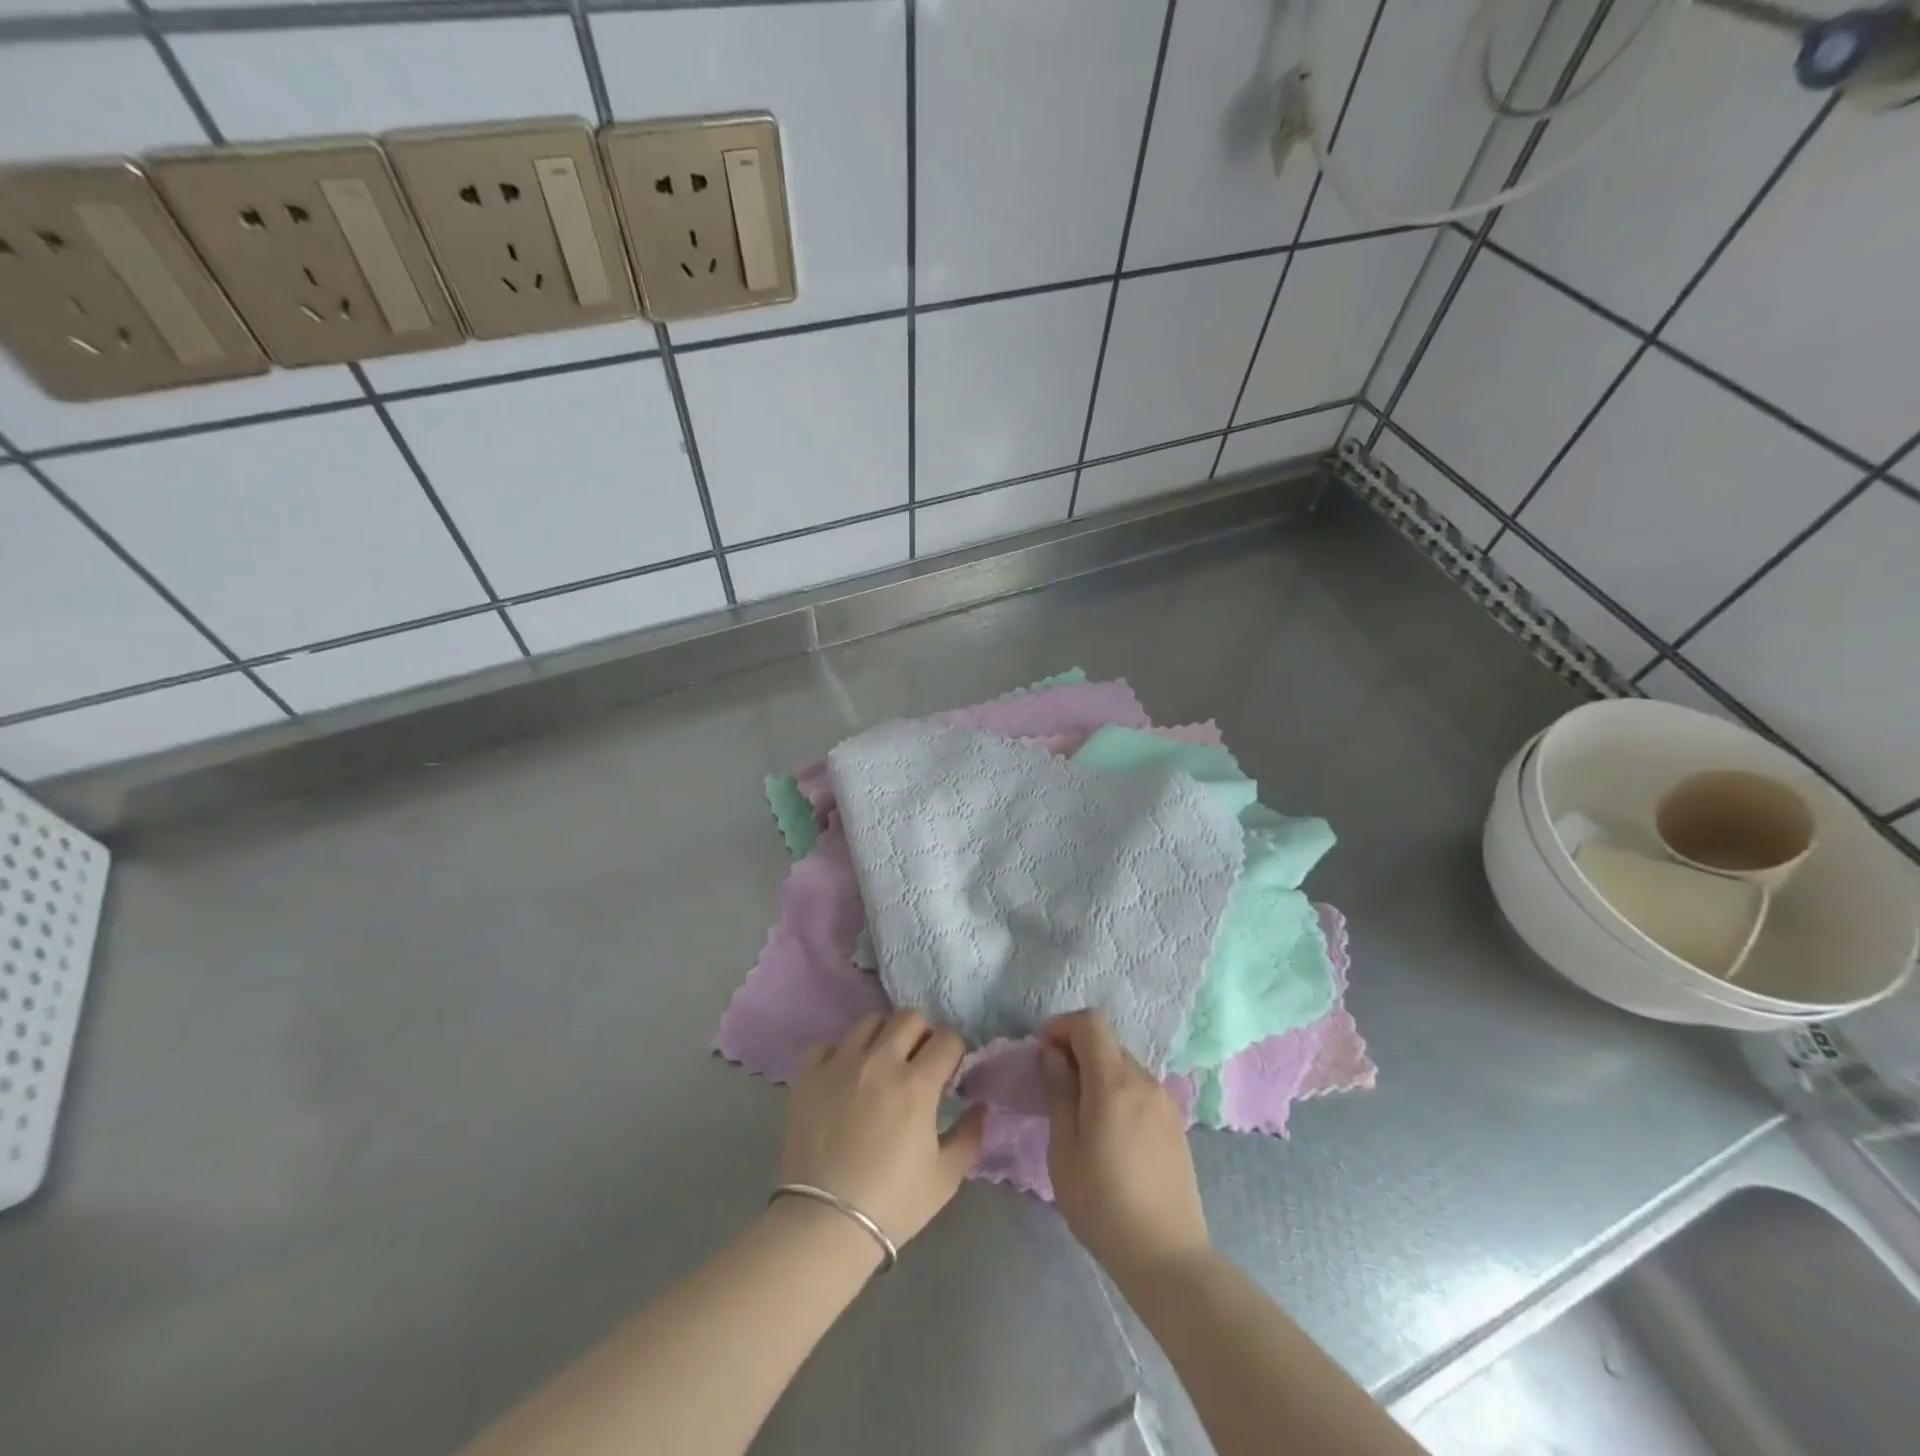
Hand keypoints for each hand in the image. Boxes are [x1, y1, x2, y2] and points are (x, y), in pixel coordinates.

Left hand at [782, 1011, 986, 1247]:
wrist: (824, 1224)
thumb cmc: (892, 1203)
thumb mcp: (945, 1177)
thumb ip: (970, 1135)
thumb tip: (980, 1107)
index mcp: (917, 1083)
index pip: (948, 1038)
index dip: (955, 1052)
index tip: (950, 1072)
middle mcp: (880, 1061)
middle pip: (909, 1018)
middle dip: (923, 1034)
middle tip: (919, 1062)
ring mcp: (840, 1063)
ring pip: (870, 1021)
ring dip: (884, 1036)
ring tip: (882, 1064)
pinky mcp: (809, 1075)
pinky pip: (828, 1045)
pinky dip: (841, 1054)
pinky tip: (845, 1077)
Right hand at [1040, 1010, 1210, 1285]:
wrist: (1167, 1257)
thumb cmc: (1103, 1205)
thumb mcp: (1064, 1150)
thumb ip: (1060, 1093)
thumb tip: (1055, 1056)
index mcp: (1114, 1082)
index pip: (1091, 1022)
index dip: (1062, 1026)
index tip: (1043, 1052)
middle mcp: (1143, 1081)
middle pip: (1107, 1042)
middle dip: (1077, 1050)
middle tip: (1055, 1085)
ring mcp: (1164, 1101)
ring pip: (1124, 1065)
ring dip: (1098, 1071)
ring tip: (1080, 1112)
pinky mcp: (1175, 1123)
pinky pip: (1140, 1088)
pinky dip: (1118, 1091)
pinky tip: (1109, 1131)